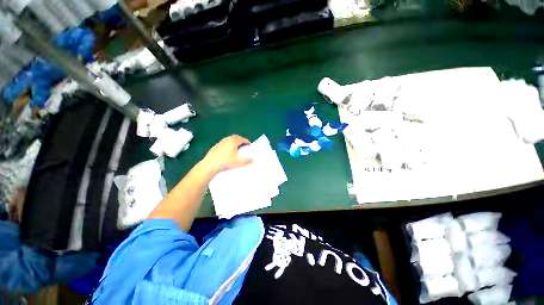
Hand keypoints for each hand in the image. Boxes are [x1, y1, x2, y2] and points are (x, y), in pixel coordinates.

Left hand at [202, 135, 252, 174]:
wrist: (210, 165)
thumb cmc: (226, 162)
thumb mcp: (238, 162)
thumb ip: (247, 161)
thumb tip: (253, 159)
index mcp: (233, 141)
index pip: (242, 139)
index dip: (246, 141)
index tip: (249, 144)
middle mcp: (227, 140)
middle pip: (235, 137)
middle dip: (240, 140)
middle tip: (244, 144)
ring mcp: (220, 142)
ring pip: (229, 139)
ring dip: (234, 142)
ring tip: (236, 147)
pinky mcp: (215, 146)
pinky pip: (224, 143)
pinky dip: (228, 144)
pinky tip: (228, 151)